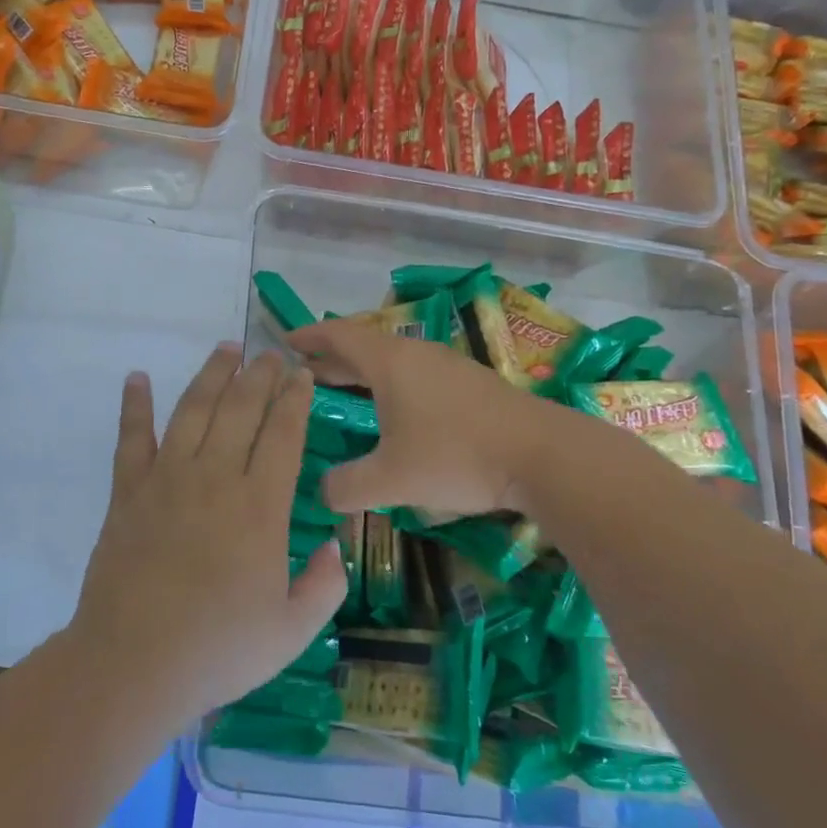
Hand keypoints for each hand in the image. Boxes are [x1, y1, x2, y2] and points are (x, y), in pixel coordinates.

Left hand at [68, 344, 346, 729]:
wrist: (133, 664)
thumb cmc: (218, 650)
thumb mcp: (292, 631)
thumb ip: (325, 586)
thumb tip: (336, 545)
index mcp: (259, 506)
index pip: (283, 435)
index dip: (295, 399)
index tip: (302, 375)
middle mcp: (215, 477)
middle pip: (241, 409)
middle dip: (260, 375)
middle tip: (272, 353)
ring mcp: (167, 478)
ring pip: (193, 409)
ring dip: (212, 374)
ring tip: (226, 347)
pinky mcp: (128, 490)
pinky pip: (131, 437)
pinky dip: (134, 404)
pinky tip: (137, 377)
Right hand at [288, 320, 536, 517]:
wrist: (541, 454)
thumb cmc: (456, 456)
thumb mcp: (391, 479)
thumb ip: (347, 486)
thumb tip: (322, 491)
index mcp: (390, 362)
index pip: (339, 336)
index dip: (309, 336)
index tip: (285, 340)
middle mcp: (415, 353)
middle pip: (363, 346)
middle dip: (331, 358)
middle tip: (303, 372)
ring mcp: (446, 365)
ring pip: (392, 359)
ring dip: (362, 371)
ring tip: (342, 389)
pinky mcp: (469, 383)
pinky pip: (414, 372)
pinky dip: (389, 382)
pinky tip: (393, 409)